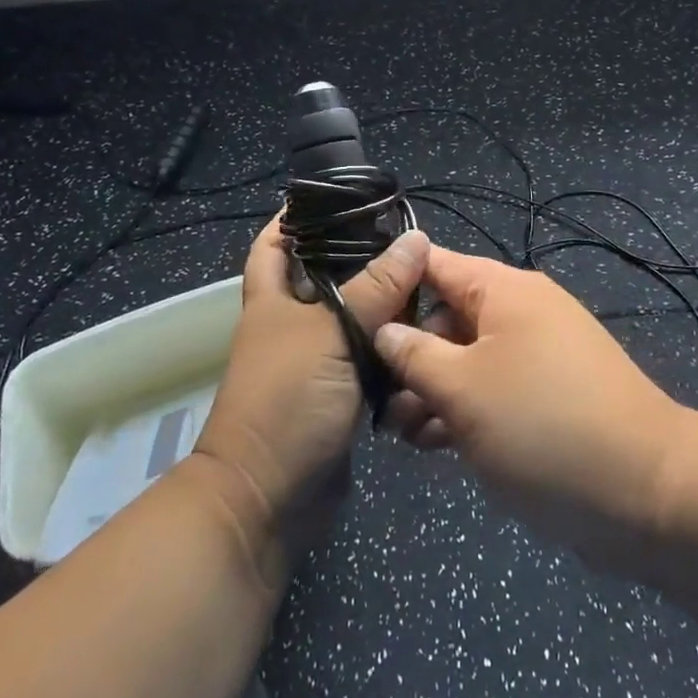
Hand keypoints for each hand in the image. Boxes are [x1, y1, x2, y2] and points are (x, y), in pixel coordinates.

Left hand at [193, 218, 426, 578]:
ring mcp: (315, 362)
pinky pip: (371, 360)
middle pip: (325, 278)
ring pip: (354, 320)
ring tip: (428, 280)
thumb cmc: (286, 401)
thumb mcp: (331, 334)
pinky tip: (426, 334)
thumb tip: (416, 239)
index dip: (294, 218)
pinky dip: (393, 348)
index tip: (336, 197)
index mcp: (273, 300)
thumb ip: (376, 288)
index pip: (274, 244)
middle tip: (407, 240)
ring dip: (385, 306)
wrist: (268, 500)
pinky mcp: (339, 395)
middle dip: (361, 259)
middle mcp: (292, 325)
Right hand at [375, 245, 689, 569]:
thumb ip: (414, 355)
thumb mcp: (463, 389)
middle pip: (447, 315)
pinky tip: (436, 445)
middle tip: (377, 400)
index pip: (433, 264)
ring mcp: (537, 355)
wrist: (649, 492)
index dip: (391, 285)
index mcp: (502, 290)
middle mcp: (520, 311)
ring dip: (432, 390)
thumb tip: (383, 328)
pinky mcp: (548, 397)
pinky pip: (494, 389)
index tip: (350, 319)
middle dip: (410, 354)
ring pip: (467, 358)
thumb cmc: (543, 425)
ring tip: (403, 434)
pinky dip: (464, 409)